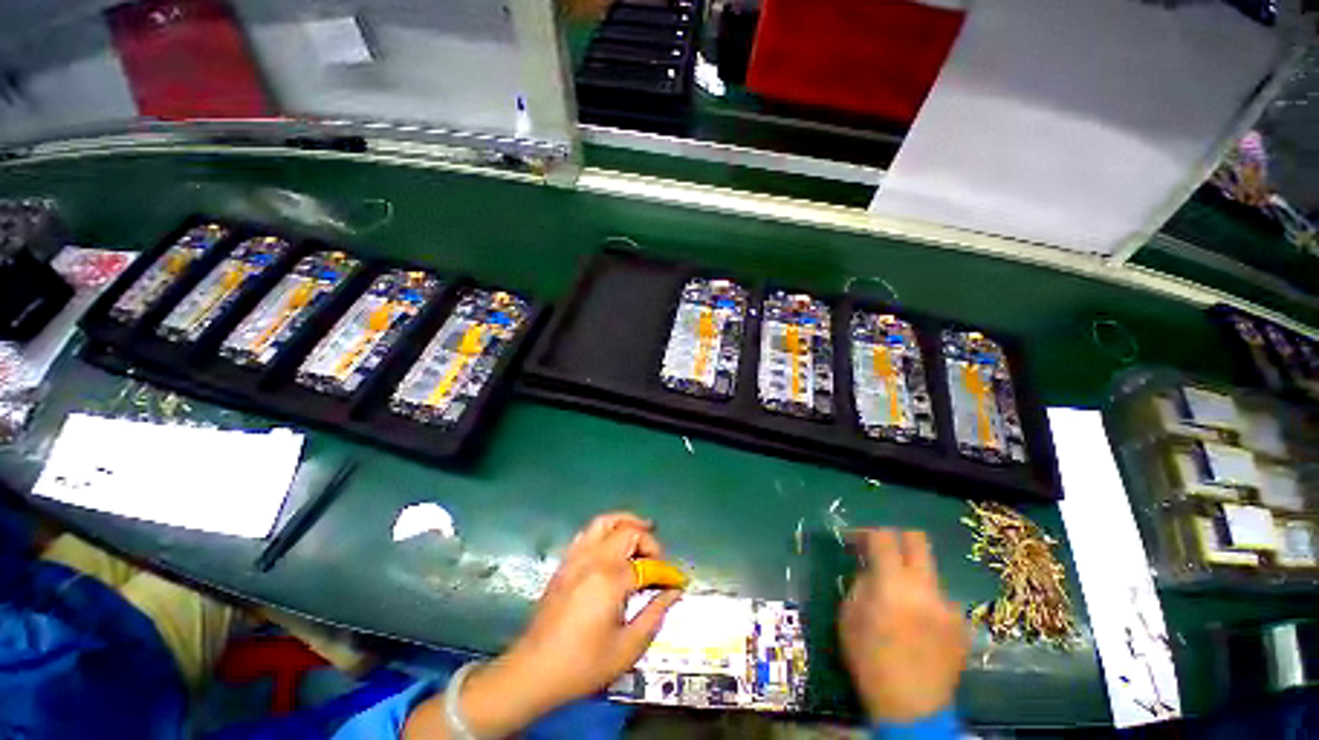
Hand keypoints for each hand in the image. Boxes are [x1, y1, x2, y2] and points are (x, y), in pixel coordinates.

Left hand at [504, 512, 681, 704]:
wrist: (533, 672)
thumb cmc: (582, 665)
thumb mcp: (626, 649)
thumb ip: (653, 615)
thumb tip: (673, 593)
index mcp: (610, 579)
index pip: (648, 565)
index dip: (667, 573)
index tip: (678, 583)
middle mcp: (593, 559)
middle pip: (628, 531)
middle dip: (649, 542)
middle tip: (659, 561)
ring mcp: (576, 557)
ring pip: (605, 522)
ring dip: (626, 523)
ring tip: (641, 532)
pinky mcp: (565, 563)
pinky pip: (588, 532)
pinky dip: (606, 530)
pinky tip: (613, 545)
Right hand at [839, 529, 968, 723]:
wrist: (912, 709)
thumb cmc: (870, 660)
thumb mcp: (849, 616)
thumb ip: (860, 583)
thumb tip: (869, 567)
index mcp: (892, 584)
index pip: (883, 537)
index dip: (866, 532)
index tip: (855, 540)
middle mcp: (925, 588)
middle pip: (917, 540)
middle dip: (897, 538)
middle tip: (883, 551)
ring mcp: (948, 606)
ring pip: (929, 573)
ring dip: (912, 577)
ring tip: (901, 602)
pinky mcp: (962, 625)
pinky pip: (940, 600)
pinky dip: (926, 603)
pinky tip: (918, 626)